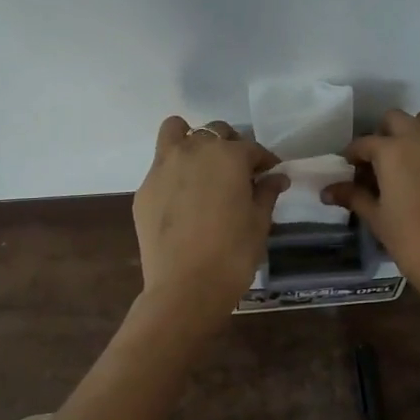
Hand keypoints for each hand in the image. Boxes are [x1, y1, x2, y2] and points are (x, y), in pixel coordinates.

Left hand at [134, 118, 287, 315]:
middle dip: (230, 147)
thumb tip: (276, 178)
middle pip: (215, 133)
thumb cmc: (233, 254)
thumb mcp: (259, 223)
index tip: (272, 175)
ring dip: (192, 140)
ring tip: (202, 167)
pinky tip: (183, 199)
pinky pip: (161, 166)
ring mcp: (163, 167)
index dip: (265, 161)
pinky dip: (174, 172)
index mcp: (228, 156)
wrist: (185, 287)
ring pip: (176, 132)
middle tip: (238, 173)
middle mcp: (193, 151)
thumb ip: (266, 193)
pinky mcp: (144, 189)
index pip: (252, 148)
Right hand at [323, 109, 419, 311]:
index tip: (349, 167)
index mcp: (393, 152)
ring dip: (413, 132)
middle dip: (383, 133)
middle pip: (397, 119)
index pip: (365, 142)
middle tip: (377, 161)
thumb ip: (354, 197)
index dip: (353, 154)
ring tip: (406, 161)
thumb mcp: (377, 219)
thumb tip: (328, 190)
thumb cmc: (410, 241)